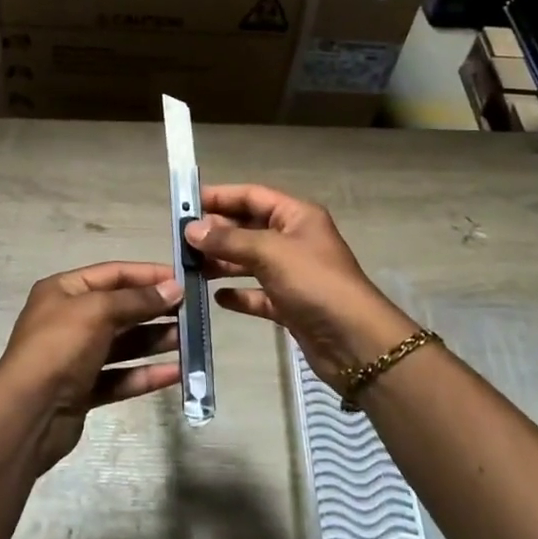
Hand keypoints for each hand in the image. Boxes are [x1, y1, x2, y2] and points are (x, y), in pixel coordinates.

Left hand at [0, 261, 183, 473]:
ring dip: (155, 341)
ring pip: (124, 344)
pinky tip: (176, 374)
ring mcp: (76, 356)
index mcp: (64, 290)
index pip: (113, 273)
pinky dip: (146, 374)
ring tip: (189, 340)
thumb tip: (173, 288)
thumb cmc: (60, 347)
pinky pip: (121, 376)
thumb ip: (137, 299)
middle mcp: (69, 319)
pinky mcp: (84, 389)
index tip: (183, 279)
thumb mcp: (98, 311)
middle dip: (155, 310)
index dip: (148, 275)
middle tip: (192, 312)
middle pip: (120, 309)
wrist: (27, 413)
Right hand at [184, 185, 417, 385]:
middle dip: (217, 232)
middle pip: (249, 228)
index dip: (220, 197)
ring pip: (250, 261)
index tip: (186, 204)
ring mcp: (293, 274)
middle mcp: (294, 240)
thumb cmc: (315, 284)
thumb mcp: (270, 253)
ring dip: (223, 262)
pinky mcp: (290, 304)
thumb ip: (229, 239)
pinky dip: (239, 294)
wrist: (355, 342)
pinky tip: (217, 299)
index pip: (252, 196)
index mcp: (297, 216)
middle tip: (182, 241)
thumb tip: (192, 228)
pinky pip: (258, 294)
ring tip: (192, 268)